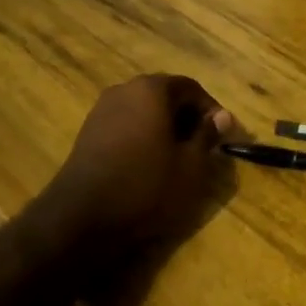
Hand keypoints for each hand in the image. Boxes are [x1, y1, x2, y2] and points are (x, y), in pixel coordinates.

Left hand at [40, 74, 236, 248]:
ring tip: (178, 157)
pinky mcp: (89, 132)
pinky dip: (143, 136)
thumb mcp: (190, 165)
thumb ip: (207, 135)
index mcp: (151, 89)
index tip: (224, 135)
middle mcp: (124, 90)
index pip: (191, 88)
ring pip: (144, 110)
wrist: (82, 217)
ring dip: (165, 127)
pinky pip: (126, 124)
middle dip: (188, 117)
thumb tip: (222, 116)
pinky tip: (150, 163)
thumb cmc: (146, 186)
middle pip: (165, 95)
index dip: (211, 110)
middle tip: (204, 146)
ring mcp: (102, 110)